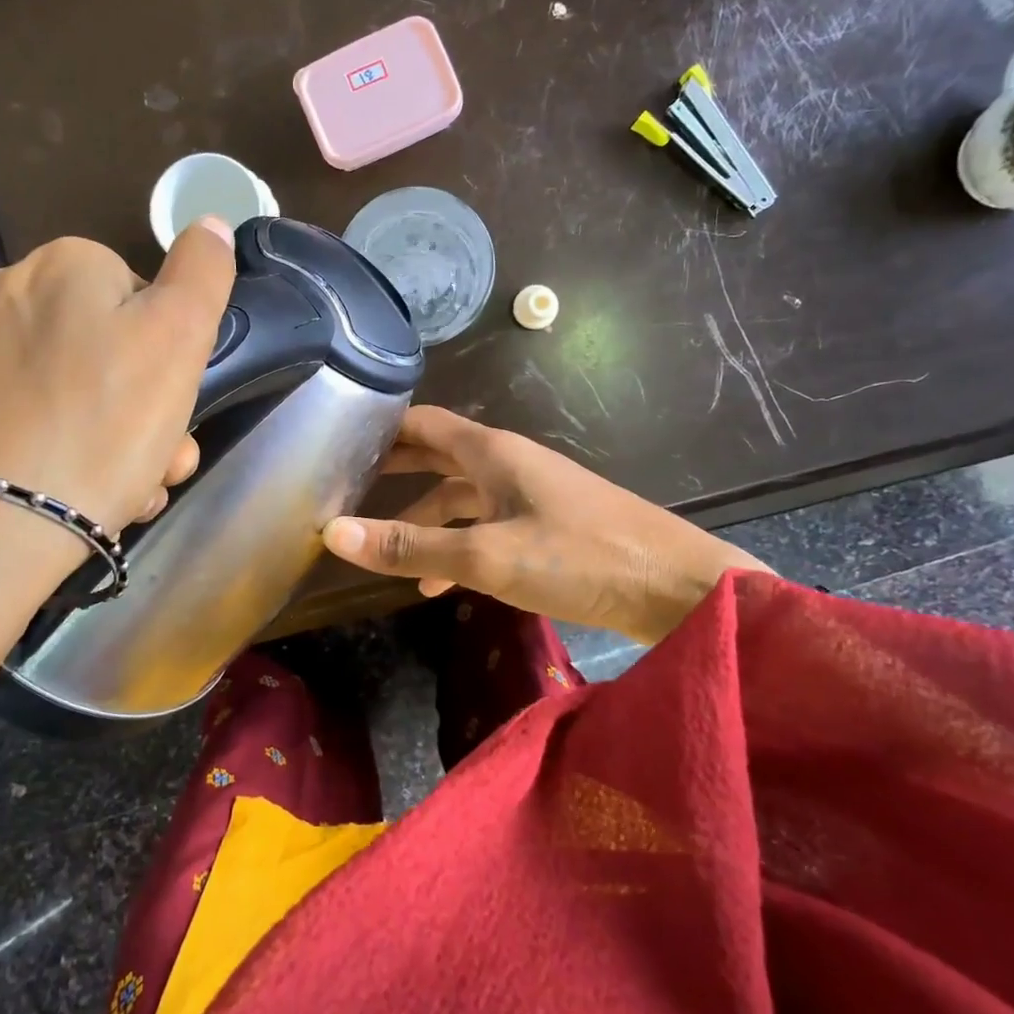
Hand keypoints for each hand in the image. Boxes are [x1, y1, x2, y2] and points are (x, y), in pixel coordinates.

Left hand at [0, 219, 236, 543]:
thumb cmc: (101, 423)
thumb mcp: (178, 337)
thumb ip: (202, 273)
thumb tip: (211, 224)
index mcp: (64, 266)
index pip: (145, 298)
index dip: (174, 357)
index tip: (178, 411)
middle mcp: (5, 297)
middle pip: (109, 352)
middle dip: (148, 412)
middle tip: (160, 465)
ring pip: (74, 396)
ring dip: (115, 443)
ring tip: (126, 495)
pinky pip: (29, 428)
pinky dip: (62, 458)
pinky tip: (75, 498)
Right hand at [321, 406, 771, 643]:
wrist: (680, 591)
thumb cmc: (579, 558)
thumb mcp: (486, 556)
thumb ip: (411, 546)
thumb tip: (334, 532)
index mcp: (492, 451)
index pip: (424, 422)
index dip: (381, 428)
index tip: (336, 441)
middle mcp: (509, 462)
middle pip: (440, 455)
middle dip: (396, 470)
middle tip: (347, 487)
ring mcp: (532, 494)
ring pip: (463, 496)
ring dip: (425, 518)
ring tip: (386, 551)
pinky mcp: (550, 526)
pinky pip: (488, 525)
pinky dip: (459, 544)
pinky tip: (442, 583)